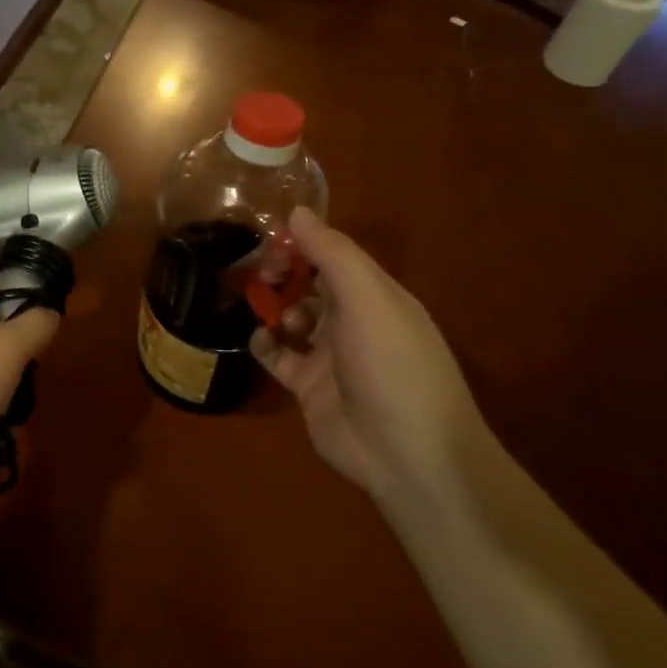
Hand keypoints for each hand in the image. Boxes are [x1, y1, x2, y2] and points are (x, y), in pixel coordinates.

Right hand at [251, 209, 490, 502]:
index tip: (269, 240)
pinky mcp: (309, 387)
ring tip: (263, 310)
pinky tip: (259, 341)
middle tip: (259, 274)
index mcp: (376, 296)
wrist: (407, 455)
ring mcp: (331, 356)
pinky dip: (265, 345)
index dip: (302, 243)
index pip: (334, 256)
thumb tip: (297, 212)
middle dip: (283, 273)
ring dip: (274, 307)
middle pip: (311, 284)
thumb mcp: (369, 300)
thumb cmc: (393, 366)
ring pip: (293, 318)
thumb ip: (333, 254)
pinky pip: (279, 357)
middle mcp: (354, 321)